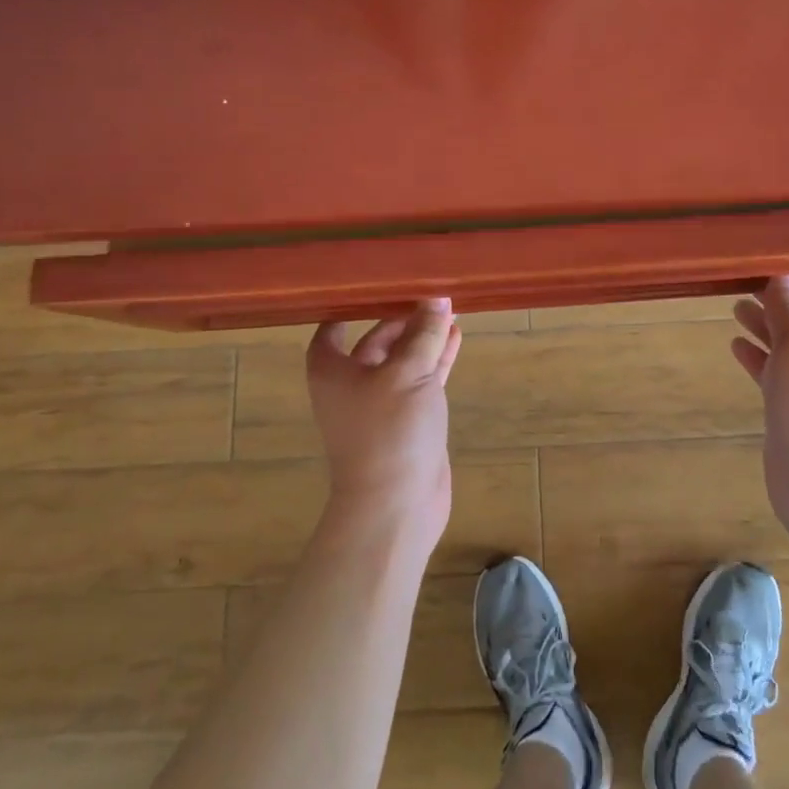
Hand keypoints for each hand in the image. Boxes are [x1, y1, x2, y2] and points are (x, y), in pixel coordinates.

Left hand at [306, 299, 462, 540]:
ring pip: (403, 359)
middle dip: (401, 318)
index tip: (375, 284)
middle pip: (374, 340)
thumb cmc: (389, 431)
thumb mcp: (408, 373)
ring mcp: (382, 404)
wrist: (397, 504)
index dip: (349, 307)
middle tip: (428, 292)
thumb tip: (437, 298)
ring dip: (424, 337)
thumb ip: (424, 334)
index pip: (331, 329)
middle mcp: (352, 384)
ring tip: (450, 309)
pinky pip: (421, 379)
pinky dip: (436, 360)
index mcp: (333, 371)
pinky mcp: (408, 419)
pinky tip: (456, 337)